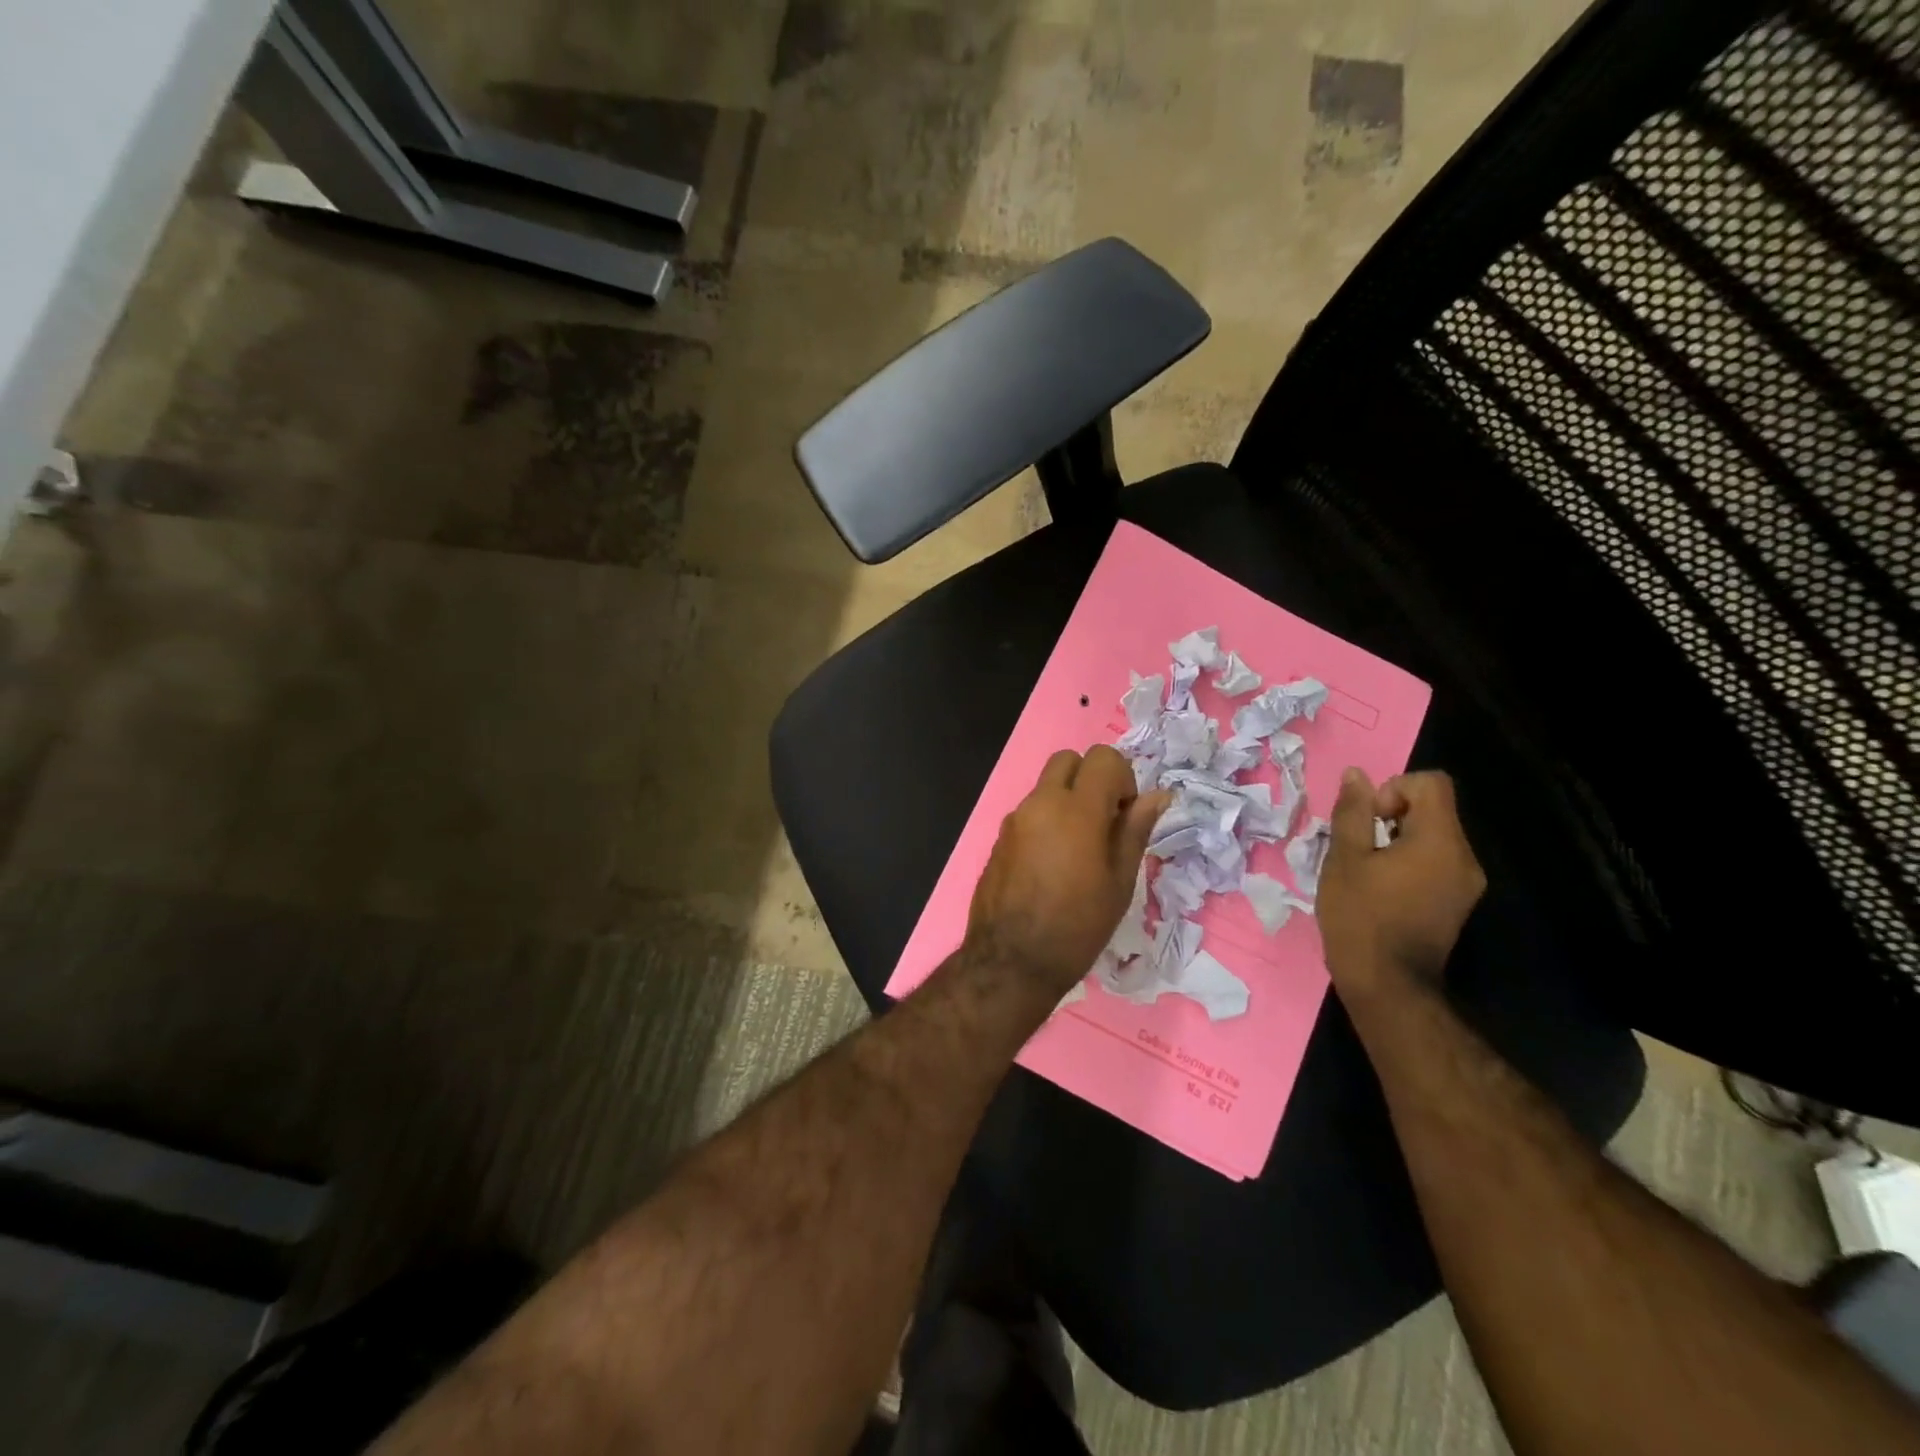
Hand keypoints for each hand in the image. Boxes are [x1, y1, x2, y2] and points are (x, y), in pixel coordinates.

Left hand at [966, 745, 1170, 998]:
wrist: (1011, 960)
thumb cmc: (1077, 926)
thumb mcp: (1119, 882)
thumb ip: (1135, 830)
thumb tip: (1158, 795)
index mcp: (1077, 810)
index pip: (1103, 757)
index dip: (1122, 778)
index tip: (1124, 815)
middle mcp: (1041, 803)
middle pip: (1068, 760)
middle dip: (1091, 778)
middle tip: (1103, 821)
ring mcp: (1015, 819)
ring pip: (1046, 785)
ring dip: (1068, 800)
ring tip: (1079, 849)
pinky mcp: (999, 837)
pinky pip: (1029, 811)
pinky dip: (1047, 820)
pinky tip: (1052, 864)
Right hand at [1317, 767, 1485, 999]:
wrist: (1388, 985)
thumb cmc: (1360, 917)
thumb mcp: (1344, 859)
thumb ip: (1352, 812)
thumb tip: (1357, 775)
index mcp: (1440, 841)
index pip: (1431, 783)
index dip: (1394, 789)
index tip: (1369, 821)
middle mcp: (1464, 857)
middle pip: (1433, 809)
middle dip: (1391, 816)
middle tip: (1360, 848)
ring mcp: (1466, 883)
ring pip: (1432, 836)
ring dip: (1398, 840)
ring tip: (1367, 871)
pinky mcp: (1458, 902)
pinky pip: (1436, 862)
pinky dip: (1409, 862)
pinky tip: (1382, 890)